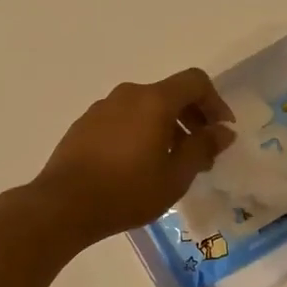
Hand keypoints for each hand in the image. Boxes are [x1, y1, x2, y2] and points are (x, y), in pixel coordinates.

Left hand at [34, 70, 234, 244]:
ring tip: (171, 163)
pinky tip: (138, 165)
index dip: (215, 103)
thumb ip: (203, 147)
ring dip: (167, 128)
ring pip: (146, 108)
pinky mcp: (85, 124)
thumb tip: (224, 131)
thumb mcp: (176, 175)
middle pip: (170, 94)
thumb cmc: (127, 191)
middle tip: (202, 154)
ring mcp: (103, 107)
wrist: (63, 205)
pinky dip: (142, 132)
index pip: (195, 82)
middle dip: (192, 119)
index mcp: (154, 100)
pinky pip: (124, 119)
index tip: (221, 132)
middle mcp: (129, 94)